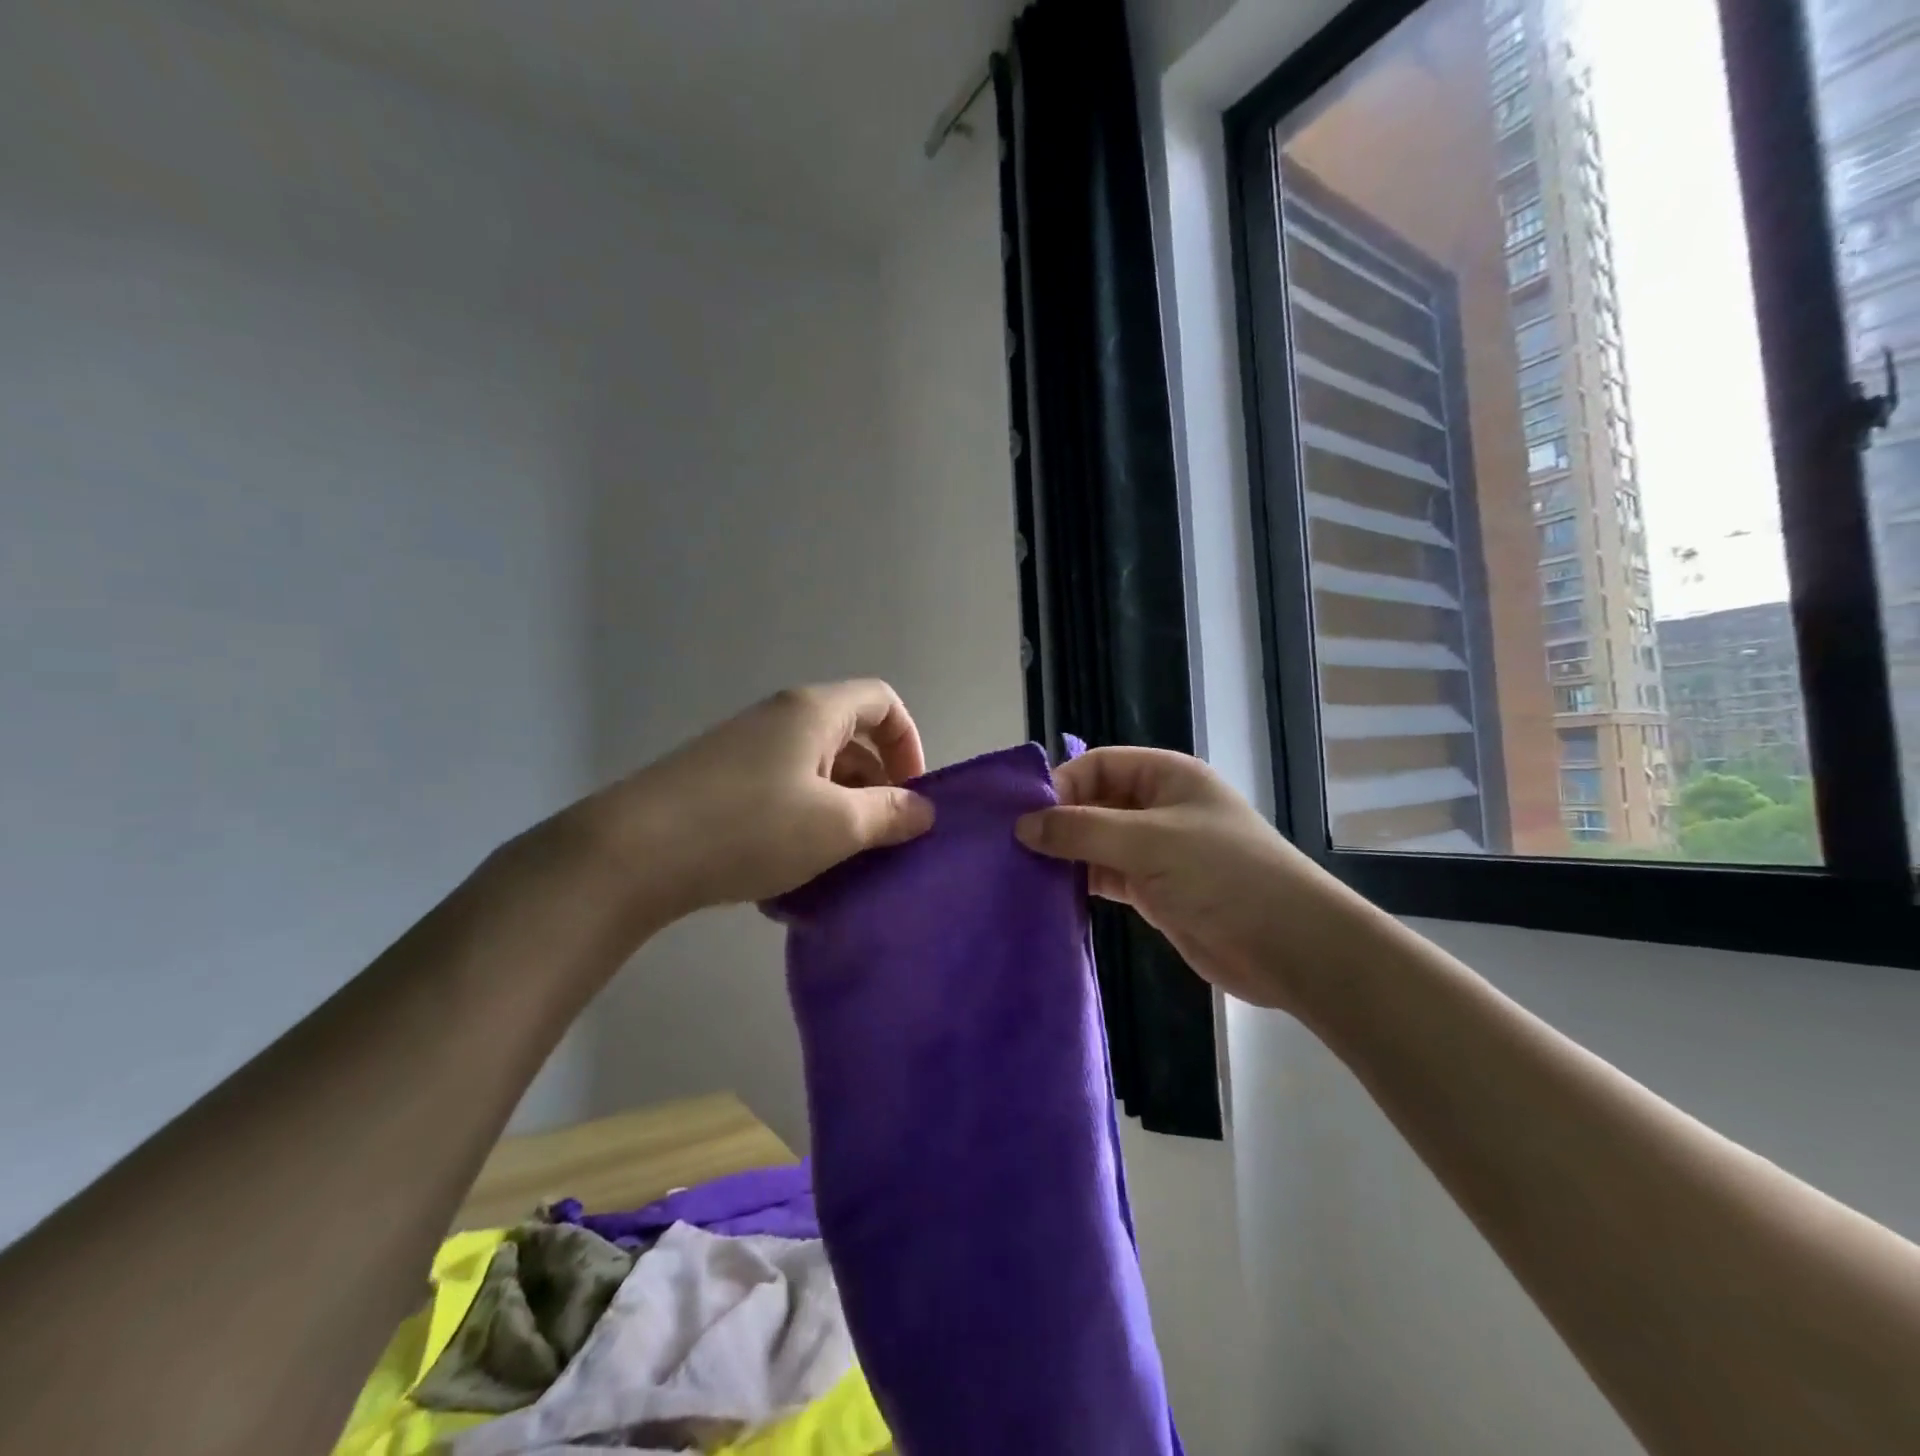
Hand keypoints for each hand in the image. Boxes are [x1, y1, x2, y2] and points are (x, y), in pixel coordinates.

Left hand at [577, 681, 933, 920]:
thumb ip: (889, 814)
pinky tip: (789, 872)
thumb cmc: (750, 827)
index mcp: (815, 712)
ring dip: (838, 813)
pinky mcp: (718, 781)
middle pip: (850, 739)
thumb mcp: (836, 826)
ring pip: (815, 772)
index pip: (882, 703)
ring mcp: (745, 748)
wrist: (633, 852)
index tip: (910, 796)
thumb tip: (923, 810)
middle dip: (875, 788)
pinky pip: (780, 792)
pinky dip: (800, 823)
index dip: (909, 744)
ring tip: (836, 865)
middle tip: (878, 840)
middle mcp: (780, 718)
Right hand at [1016, 747, 1381, 1011]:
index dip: (1061, 784)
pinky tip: (1049, 894)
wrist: (1288, 946)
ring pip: (1096, 842)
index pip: (1098, 765)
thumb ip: (1083, 830)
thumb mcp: (1150, 842)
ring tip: (1020, 871)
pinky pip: (1105, 876)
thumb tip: (1022, 825)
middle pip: (1094, 803)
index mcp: (1165, 777)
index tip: (1024, 817)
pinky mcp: (1153, 891)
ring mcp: (1156, 851)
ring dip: (1064, 854)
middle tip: (1011, 847)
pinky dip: (1080, 882)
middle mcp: (1158, 808)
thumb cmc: (1224, 875)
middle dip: (1057, 821)